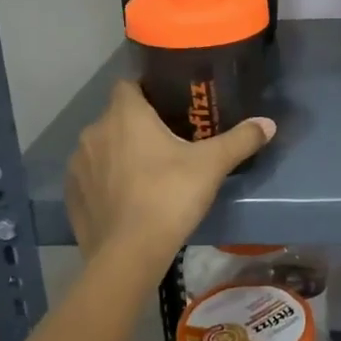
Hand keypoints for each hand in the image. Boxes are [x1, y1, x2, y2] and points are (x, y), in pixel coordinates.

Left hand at [64, 80, 274, 269]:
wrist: (129, 255)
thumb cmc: (169, 196)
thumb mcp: (212, 166)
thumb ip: (240, 140)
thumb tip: (268, 123)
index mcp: (125, 115)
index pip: (128, 84)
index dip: (146, 90)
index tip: (167, 105)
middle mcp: (95, 131)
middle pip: (116, 117)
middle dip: (136, 125)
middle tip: (166, 143)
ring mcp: (78, 164)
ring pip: (101, 147)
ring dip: (118, 153)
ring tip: (145, 173)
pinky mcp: (71, 195)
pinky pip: (90, 177)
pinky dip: (104, 182)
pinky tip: (125, 199)